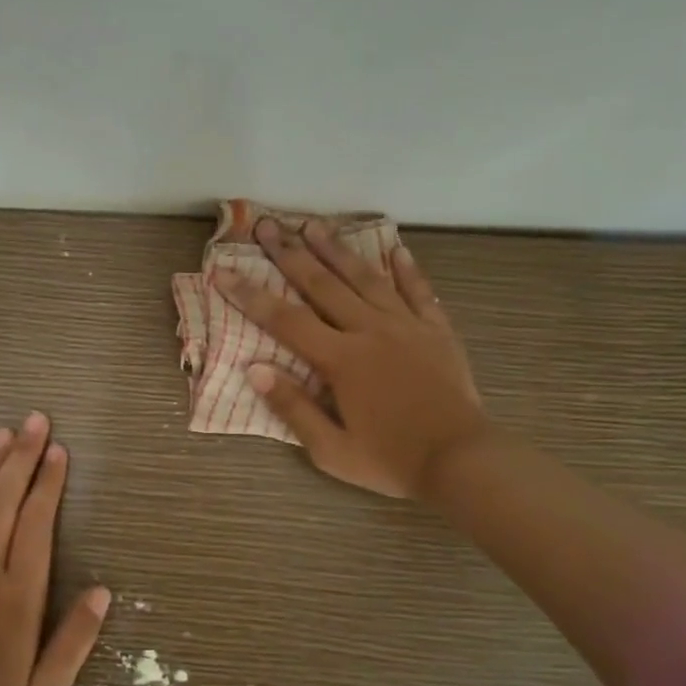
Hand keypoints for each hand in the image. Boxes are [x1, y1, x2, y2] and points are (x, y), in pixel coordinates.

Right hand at [214, 218, 486, 499]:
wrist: (462, 461)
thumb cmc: (391, 461)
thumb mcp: (331, 450)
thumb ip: (292, 407)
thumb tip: (254, 368)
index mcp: (341, 360)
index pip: (285, 320)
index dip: (250, 295)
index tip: (222, 271)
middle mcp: (370, 331)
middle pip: (323, 285)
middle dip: (290, 254)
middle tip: (266, 225)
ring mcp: (406, 326)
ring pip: (366, 278)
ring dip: (338, 249)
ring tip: (315, 224)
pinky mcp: (437, 331)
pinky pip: (419, 291)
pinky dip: (406, 269)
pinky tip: (395, 248)